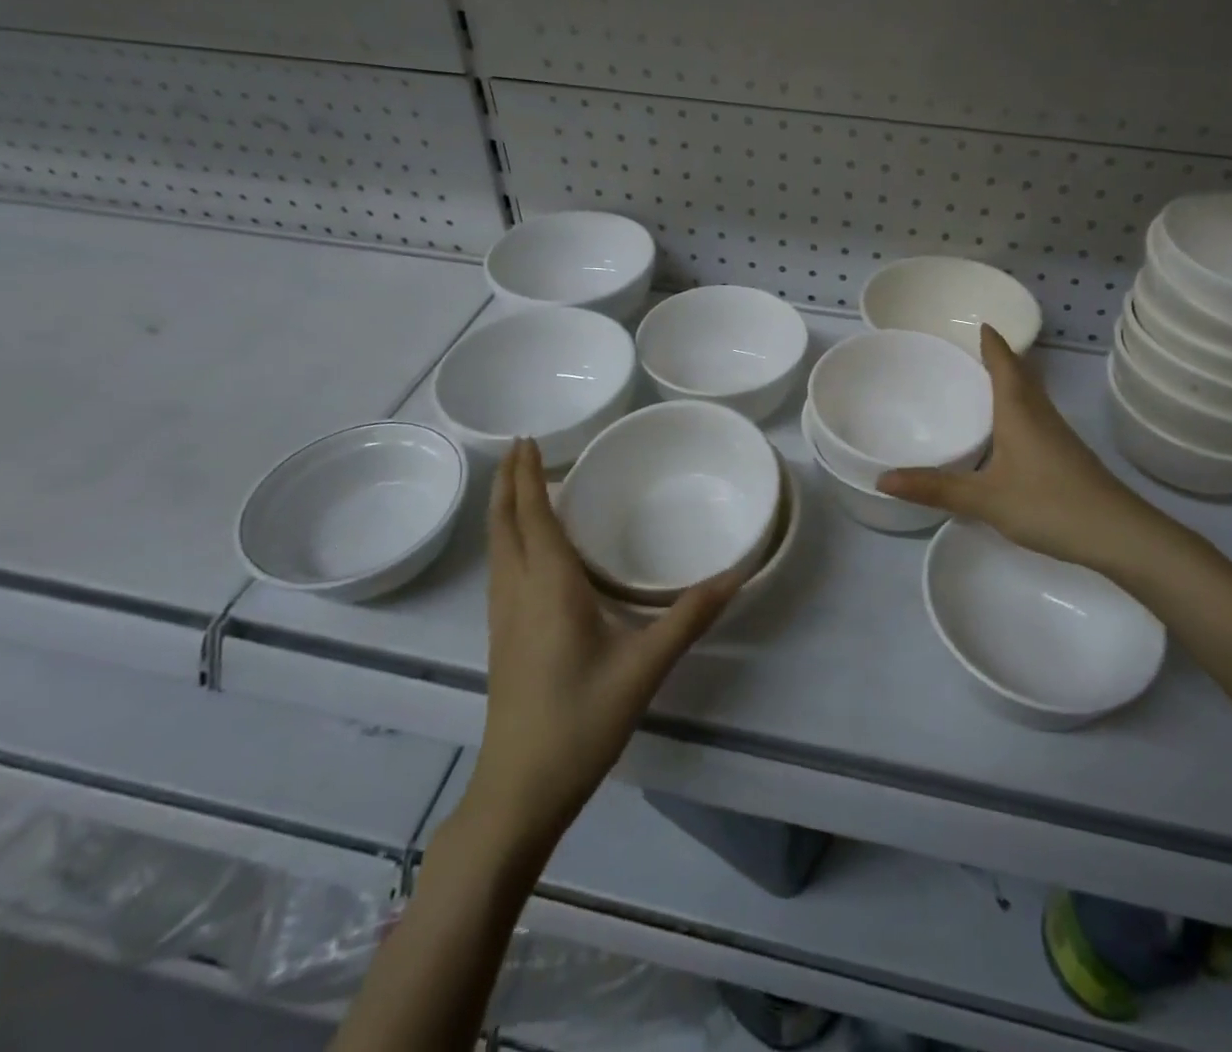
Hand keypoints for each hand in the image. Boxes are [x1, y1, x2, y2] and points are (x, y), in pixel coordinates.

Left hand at [463, 439, 745, 846]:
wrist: (519, 791)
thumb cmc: (580, 721)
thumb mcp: (644, 668)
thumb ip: (689, 617)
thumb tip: (734, 575)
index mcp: (548, 587)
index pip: (533, 516)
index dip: (528, 475)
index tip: (527, 439)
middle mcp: (518, 593)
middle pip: (504, 525)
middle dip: (508, 483)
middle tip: (519, 448)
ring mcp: (503, 618)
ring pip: (497, 547)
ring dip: (503, 510)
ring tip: (518, 485)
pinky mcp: (502, 639)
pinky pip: (501, 569)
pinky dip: (508, 538)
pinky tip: (525, 549)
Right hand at [878, 326, 1196, 583]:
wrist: (1118, 534)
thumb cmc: (1048, 505)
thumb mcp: (984, 499)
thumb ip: (935, 488)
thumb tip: (882, 479)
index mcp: (1019, 411)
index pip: (1004, 364)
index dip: (992, 343)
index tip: (980, 323)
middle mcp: (1040, 415)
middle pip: (1022, 374)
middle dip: (1000, 358)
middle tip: (974, 349)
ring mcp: (1058, 435)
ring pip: (1031, 396)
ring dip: (1012, 382)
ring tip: (985, 382)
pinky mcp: (1067, 456)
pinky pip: (1037, 417)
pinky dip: (1019, 409)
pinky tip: (1008, 432)